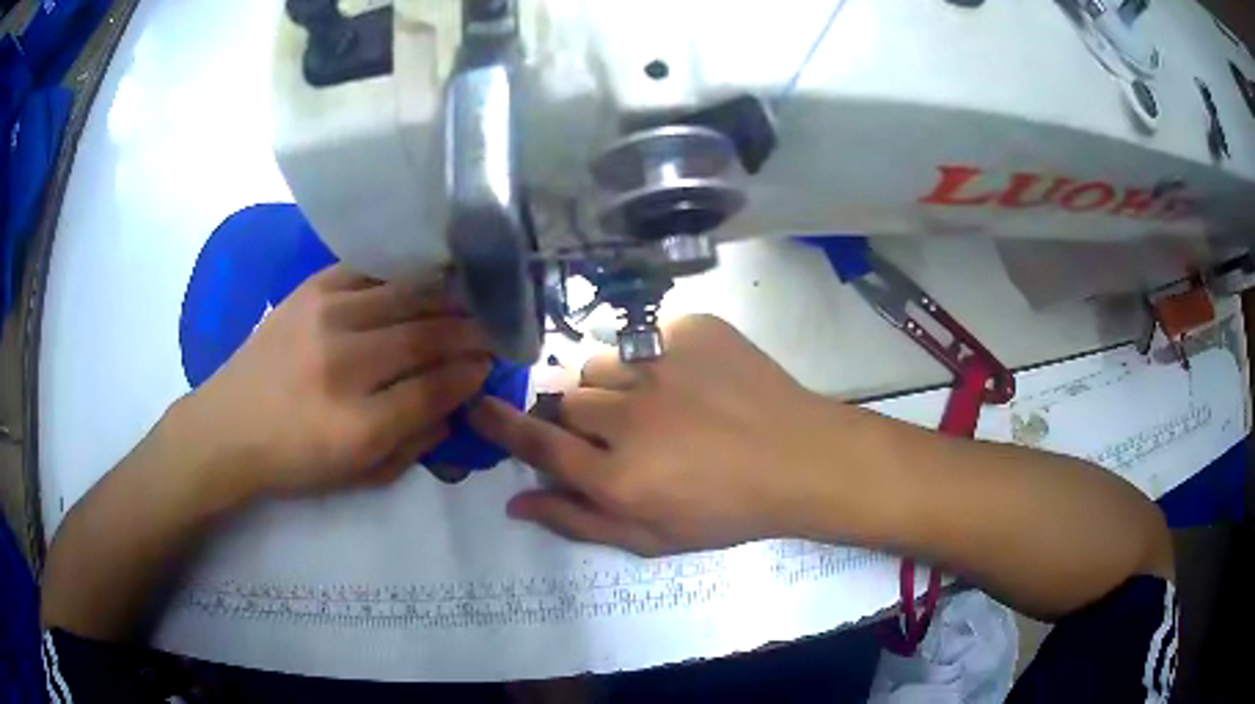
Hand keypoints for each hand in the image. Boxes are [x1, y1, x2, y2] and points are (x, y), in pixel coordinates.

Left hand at [182, 265, 490, 500]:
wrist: (228, 426)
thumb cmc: (294, 461)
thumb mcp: (359, 476)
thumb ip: (415, 445)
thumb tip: (455, 405)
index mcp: (358, 425)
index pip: (435, 388)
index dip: (470, 374)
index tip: (489, 366)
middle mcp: (345, 363)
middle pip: (426, 336)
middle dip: (469, 332)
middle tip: (491, 330)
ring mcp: (326, 317)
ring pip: (406, 296)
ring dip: (446, 298)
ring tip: (468, 301)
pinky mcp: (310, 290)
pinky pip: (371, 271)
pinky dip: (404, 273)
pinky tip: (423, 277)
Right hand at [471, 315, 849, 555]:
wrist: (800, 458)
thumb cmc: (727, 510)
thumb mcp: (652, 539)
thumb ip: (578, 522)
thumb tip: (515, 503)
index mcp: (618, 478)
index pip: (537, 443)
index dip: (502, 424)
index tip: (479, 404)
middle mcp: (630, 418)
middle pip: (566, 400)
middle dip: (578, 415)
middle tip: (618, 429)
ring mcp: (660, 365)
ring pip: (600, 364)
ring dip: (612, 384)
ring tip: (656, 403)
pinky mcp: (691, 329)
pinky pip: (643, 338)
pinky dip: (654, 358)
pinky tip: (690, 380)